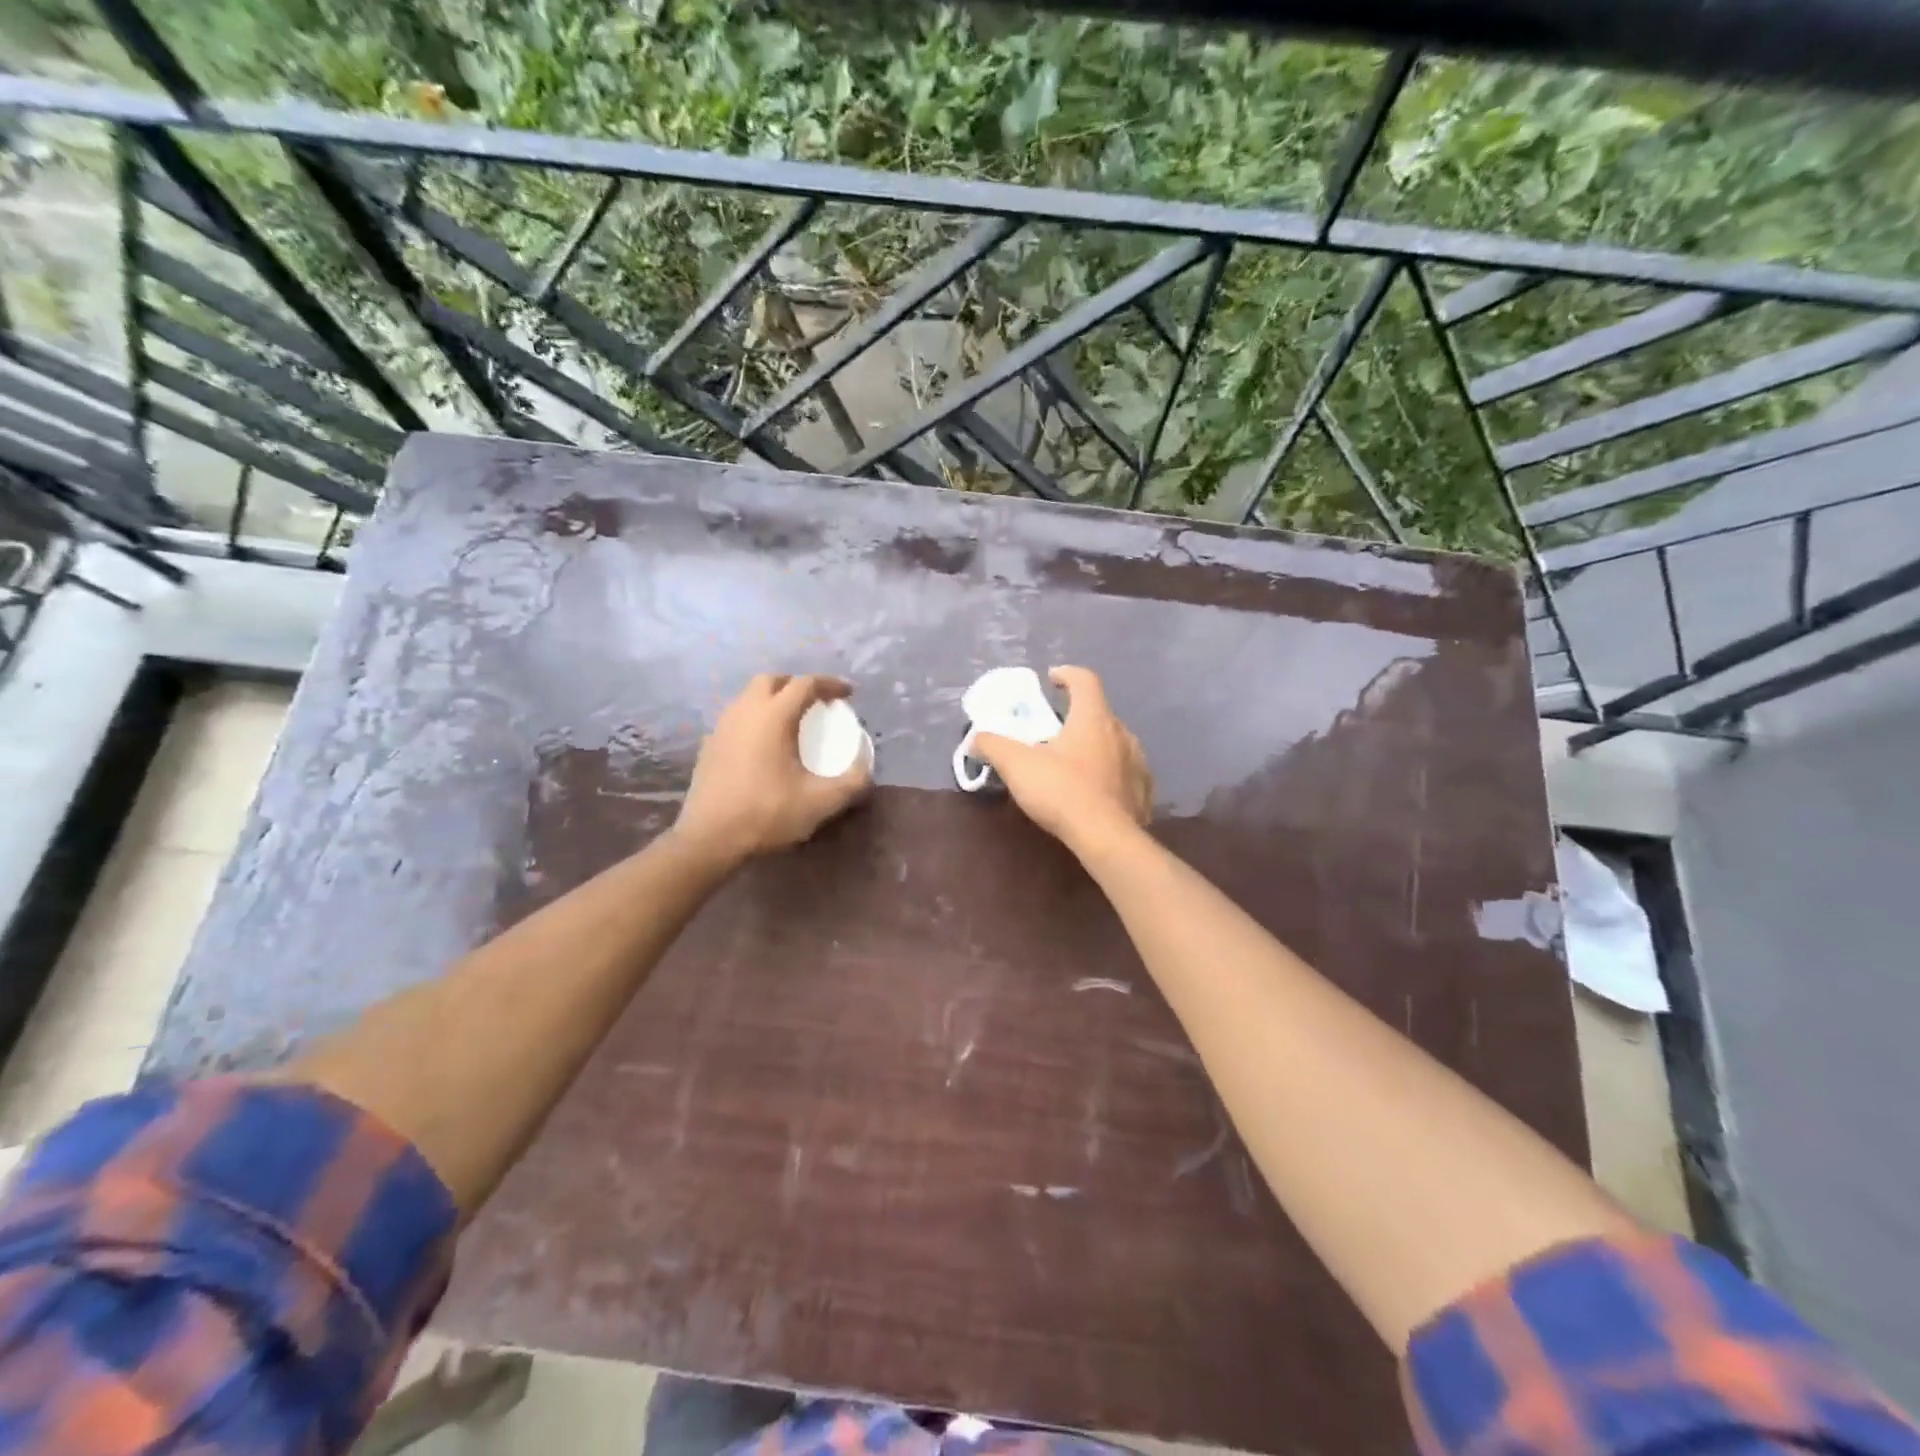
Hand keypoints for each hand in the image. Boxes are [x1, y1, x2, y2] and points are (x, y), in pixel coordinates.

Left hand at [673, 674, 871, 867]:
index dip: (830, 684)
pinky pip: (736, 718)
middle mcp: (745, 711)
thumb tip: (866, 767)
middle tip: (816, 702)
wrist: (709, 839)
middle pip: (772, 680)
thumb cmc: (767, 814)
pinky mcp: (708, 745)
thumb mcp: (821, 801)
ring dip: (773, 700)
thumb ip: (853, 781)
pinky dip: (755, 719)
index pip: (805, 684)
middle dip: (797, 684)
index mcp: (773, 716)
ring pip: (749, 697)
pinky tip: (763, 744)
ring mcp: (721, 727)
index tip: (848, 694)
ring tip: (791, 721)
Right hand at [972, 666, 1151, 855]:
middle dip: (1076, 717)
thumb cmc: (1063, 792)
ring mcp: (1137, 762)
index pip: (1084, 680)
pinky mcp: (1143, 791)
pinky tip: (1094, 792)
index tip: (1051, 680)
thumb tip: (976, 739)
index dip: (1066, 675)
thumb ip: (993, 746)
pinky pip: (1125, 773)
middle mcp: (1121, 733)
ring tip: (1072, 764)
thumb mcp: (1017, 766)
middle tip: (1053, 732)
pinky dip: (1108, 774)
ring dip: (1094, 746)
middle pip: (1099, 713)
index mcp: (1093, 718)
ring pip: (1114, 743)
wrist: (1108, 839)